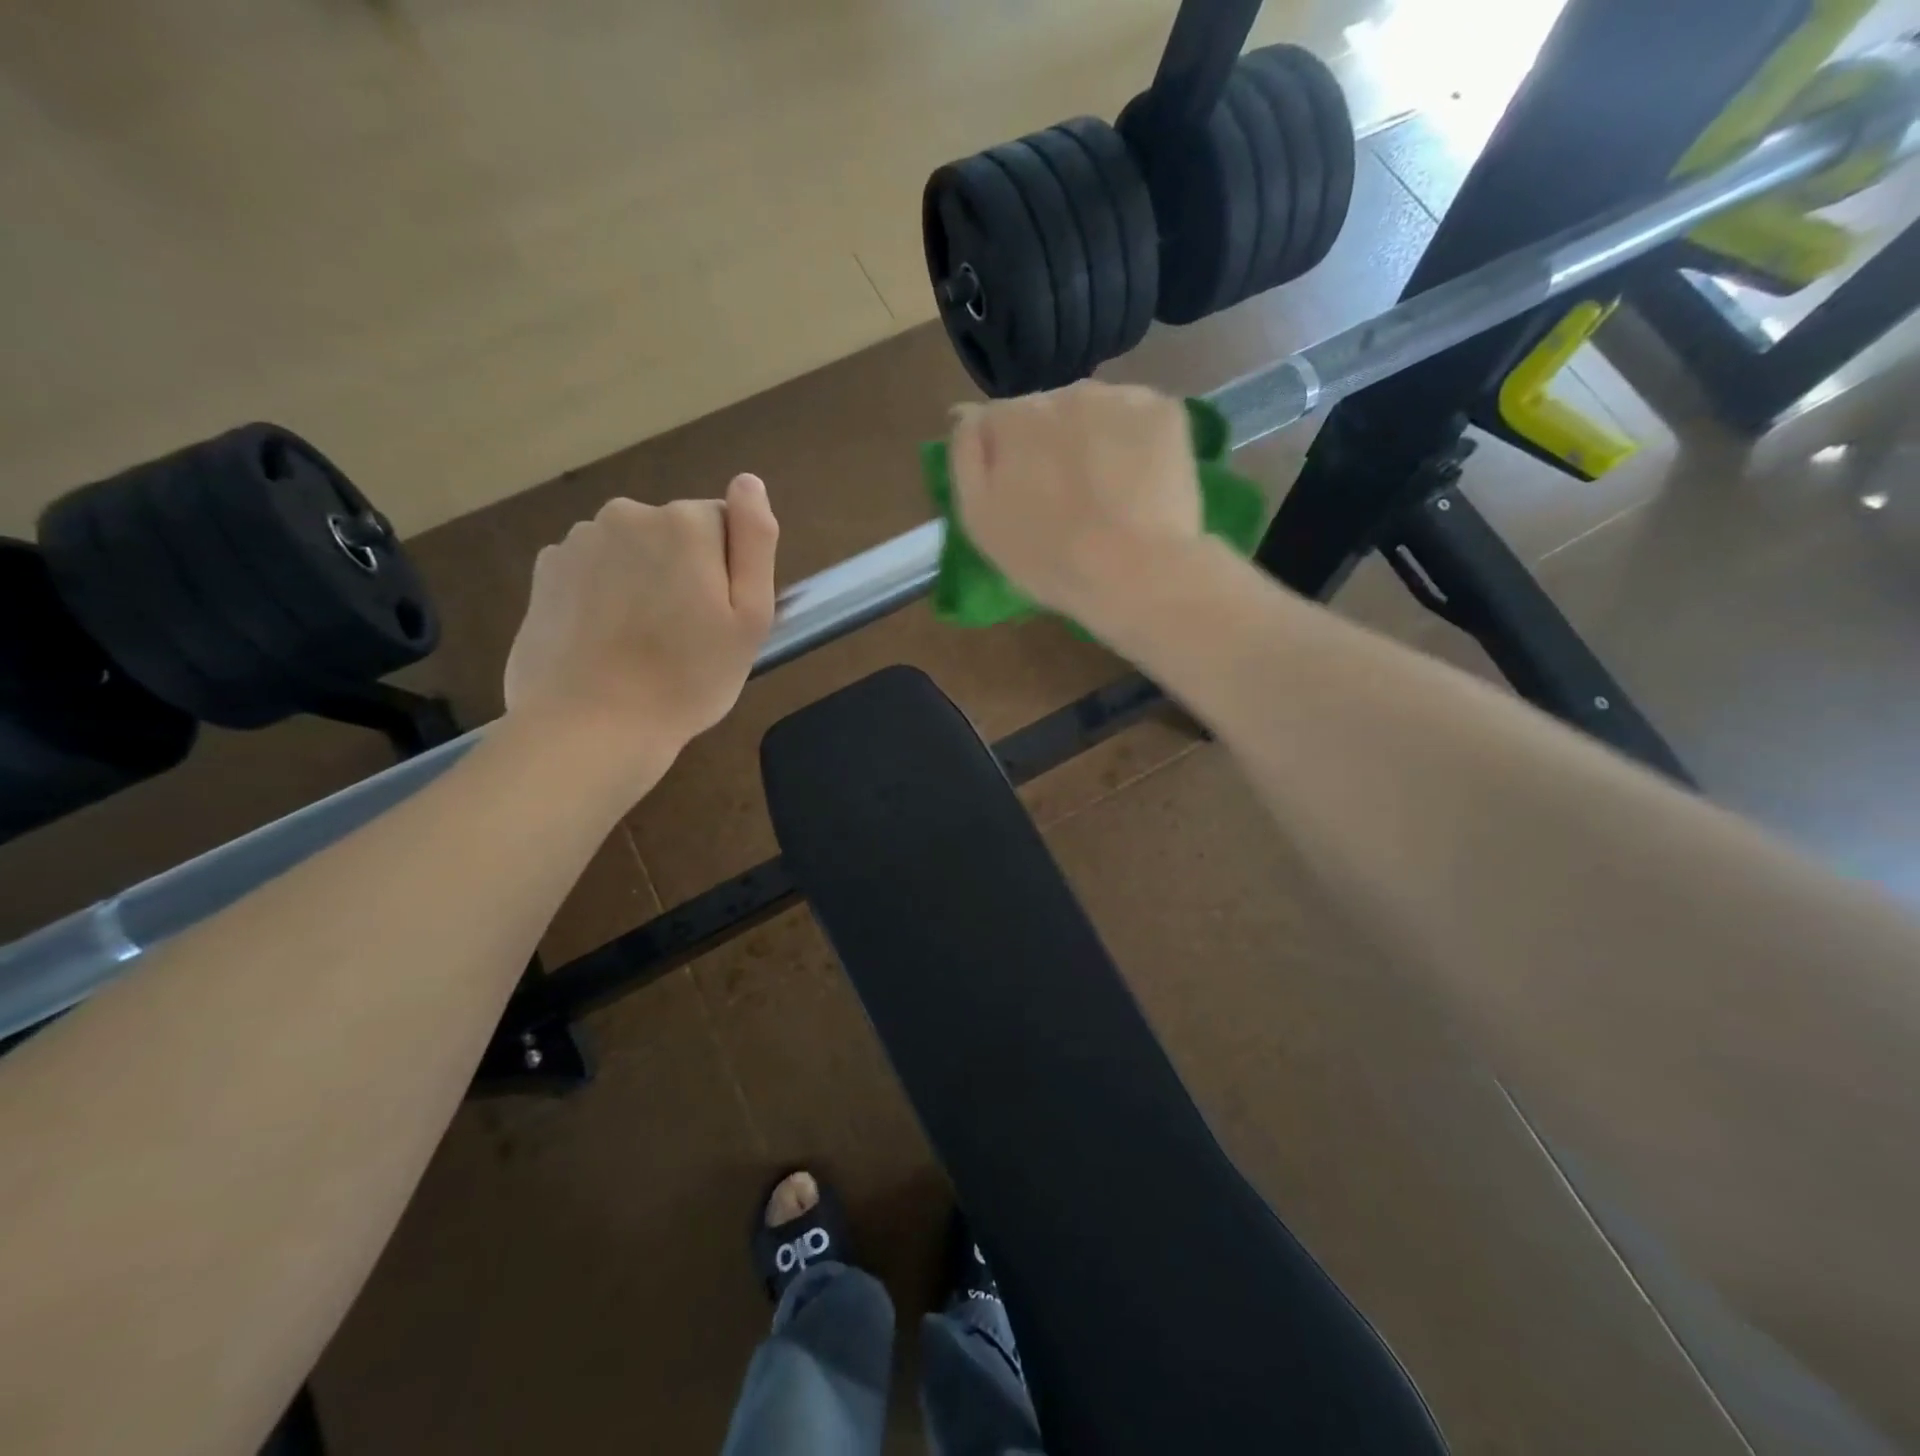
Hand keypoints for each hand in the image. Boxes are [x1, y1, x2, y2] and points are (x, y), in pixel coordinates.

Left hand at [504, 474, 778, 786]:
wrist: (591, 727)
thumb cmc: (688, 678)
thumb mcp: (750, 617)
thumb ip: (755, 540)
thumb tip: (748, 482)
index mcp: (685, 523)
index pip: (724, 526)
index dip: (727, 572)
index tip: (718, 618)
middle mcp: (628, 514)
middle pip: (675, 534)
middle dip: (683, 572)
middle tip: (685, 636)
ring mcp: (578, 541)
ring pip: (632, 551)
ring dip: (642, 582)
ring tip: (642, 644)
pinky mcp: (545, 571)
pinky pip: (592, 569)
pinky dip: (603, 594)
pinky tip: (605, 640)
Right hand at [948, 382, 1202, 622]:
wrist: (1135, 574)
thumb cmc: (1048, 559)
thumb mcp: (979, 519)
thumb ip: (966, 456)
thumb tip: (967, 413)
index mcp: (1012, 418)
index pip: (998, 421)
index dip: (1009, 458)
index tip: (1023, 495)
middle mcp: (1063, 392)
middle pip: (1049, 411)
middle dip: (1052, 444)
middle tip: (1068, 499)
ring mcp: (1118, 396)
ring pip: (1096, 411)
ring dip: (1094, 439)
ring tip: (1107, 492)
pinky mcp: (1164, 410)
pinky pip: (1139, 418)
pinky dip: (1137, 442)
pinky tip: (1140, 483)